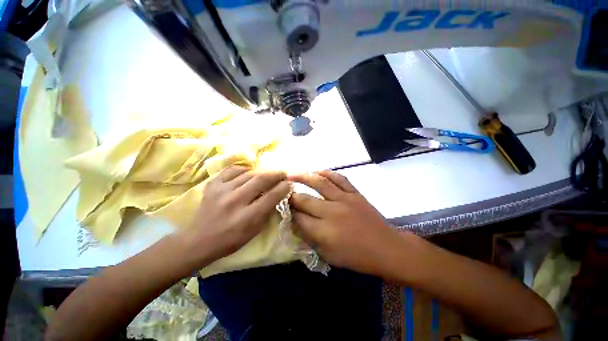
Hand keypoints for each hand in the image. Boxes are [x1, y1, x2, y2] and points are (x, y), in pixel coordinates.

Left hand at [183, 166, 289, 264]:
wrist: (198, 240)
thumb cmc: (231, 239)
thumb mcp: (254, 231)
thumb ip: (268, 211)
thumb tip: (279, 194)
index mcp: (247, 217)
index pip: (271, 196)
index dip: (283, 187)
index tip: (289, 184)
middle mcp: (235, 201)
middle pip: (261, 179)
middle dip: (276, 174)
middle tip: (282, 174)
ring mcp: (222, 190)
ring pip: (249, 173)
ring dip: (263, 172)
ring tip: (268, 174)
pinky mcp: (212, 185)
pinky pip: (232, 170)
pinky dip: (244, 169)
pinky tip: (249, 173)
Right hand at [289, 171, 402, 276]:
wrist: (386, 248)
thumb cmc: (356, 257)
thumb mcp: (328, 256)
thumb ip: (310, 238)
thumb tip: (294, 223)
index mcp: (324, 232)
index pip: (298, 218)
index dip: (288, 213)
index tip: (282, 208)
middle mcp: (331, 212)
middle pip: (304, 200)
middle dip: (291, 197)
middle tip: (283, 193)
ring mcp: (344, 199)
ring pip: (320, 183)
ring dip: (303, 177)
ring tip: (291, 173)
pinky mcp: (355, 193)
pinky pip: (339, 178)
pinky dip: (327, 173)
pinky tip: (317, 171)